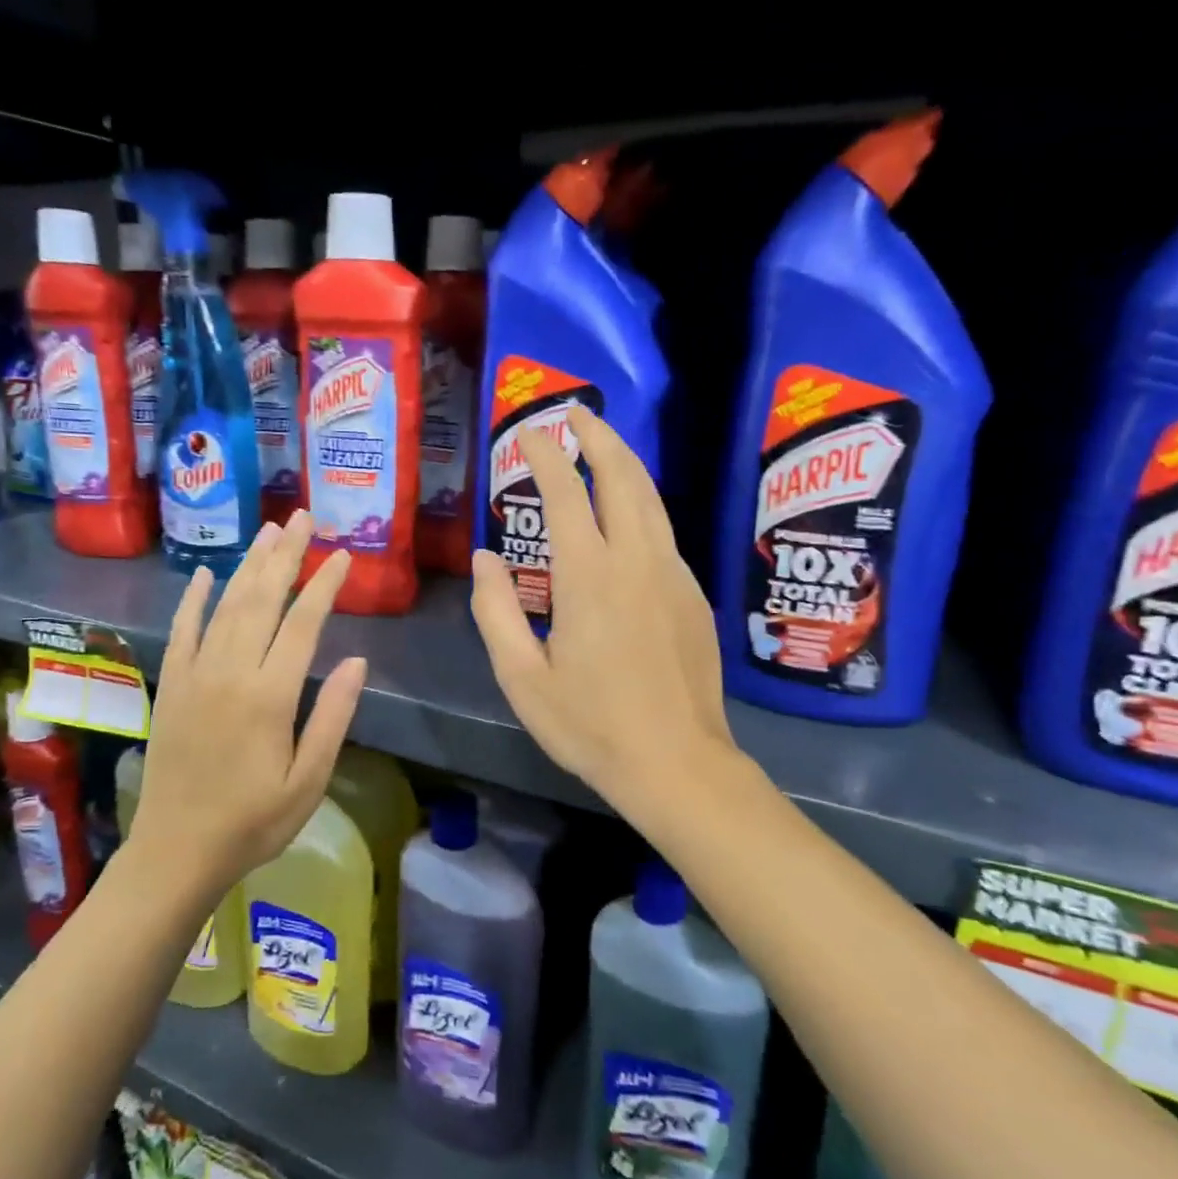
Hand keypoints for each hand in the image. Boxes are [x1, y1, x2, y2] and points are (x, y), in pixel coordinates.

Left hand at [130, 511, 366, 892]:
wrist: (176, 852)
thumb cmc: (254, 821)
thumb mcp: (308, 780)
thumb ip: (332, 716)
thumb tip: (356, 659)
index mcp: (270, 696)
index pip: (303, 624)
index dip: (324, 585)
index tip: (342, 556)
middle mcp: (231, 673)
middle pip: (262, 600)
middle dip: (286, 556)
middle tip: (303, 517)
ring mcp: (195, 675)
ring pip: (226, 606)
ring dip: (248, 565)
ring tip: (268, 531)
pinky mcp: (172, 686)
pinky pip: (182, 631)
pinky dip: (193, 600)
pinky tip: (205, 575)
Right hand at [470, 406, 732, 813]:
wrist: (678, 764)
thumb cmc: (591, 726)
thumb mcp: (523, 677)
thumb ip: (496, 611)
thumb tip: (485, 558)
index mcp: (589, 577)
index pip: (565, 494)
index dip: (544, 456)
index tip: (527, 433)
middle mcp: (637, 561)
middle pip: (622, 478)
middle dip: (598, 439)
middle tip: (576, 414)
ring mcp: (673, 576)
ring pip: (651, 501)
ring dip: (625, 465)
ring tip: (604, 446)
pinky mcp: (692, 596)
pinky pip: (664, 534)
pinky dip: (642, 506)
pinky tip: (627, 518)